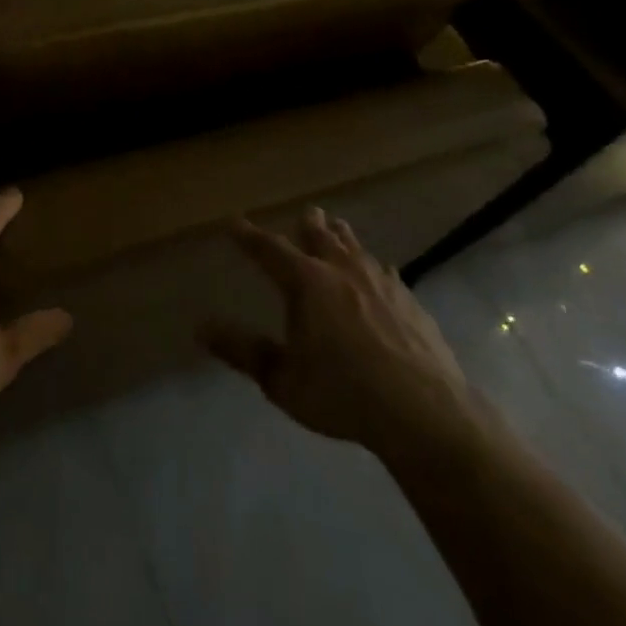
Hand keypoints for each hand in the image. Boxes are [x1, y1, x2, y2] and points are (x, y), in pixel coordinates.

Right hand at [203, 208, 484, 457]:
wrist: (425, 414)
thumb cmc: (343, 394)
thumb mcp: (282, 379)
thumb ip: (242, 351)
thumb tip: (200, 327)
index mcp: (307, 283)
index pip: (269, 250)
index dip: (249, 237)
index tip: (234, 224)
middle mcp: (342, 271)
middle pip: (321, 237)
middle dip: (308, 225)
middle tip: (306, 212)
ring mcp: (382, 284)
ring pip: (357, 249)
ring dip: (343, 237)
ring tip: (338, 227)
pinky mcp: (411, 303)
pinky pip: (388, 274)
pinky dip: (376, 269)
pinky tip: (383, 274)